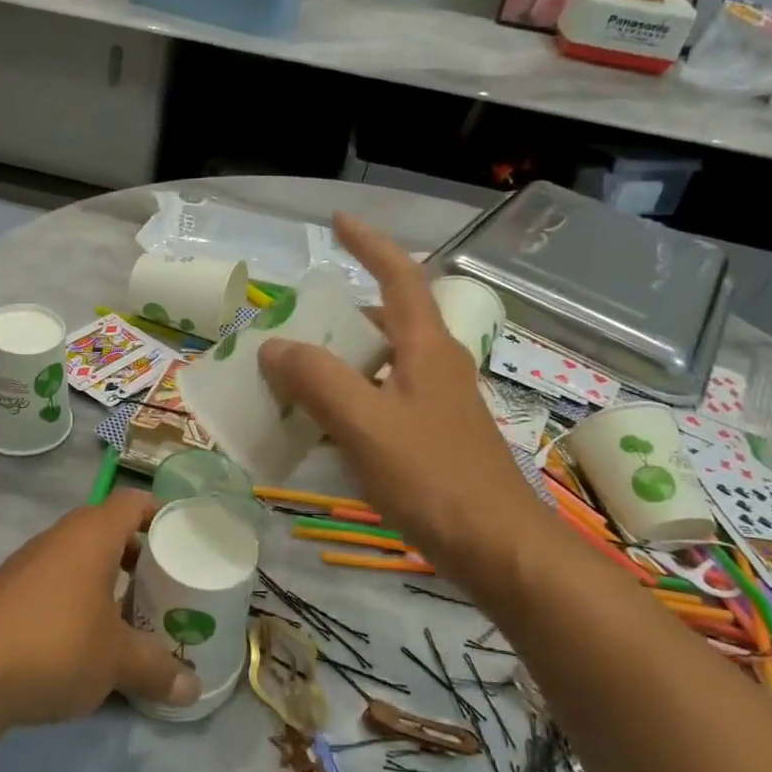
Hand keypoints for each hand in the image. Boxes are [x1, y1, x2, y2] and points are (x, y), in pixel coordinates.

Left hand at [0, 490, 199, 727]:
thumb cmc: (55, 644)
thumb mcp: (116, 660)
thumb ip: (157, 669)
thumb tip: (193, 690)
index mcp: (92, 534)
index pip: (133, 502)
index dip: (161, 513)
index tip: (185, 537)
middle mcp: (60, 538)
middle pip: (108, 531)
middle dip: (139, 556)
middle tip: (167, 586)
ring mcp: (30, 565)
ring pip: (81, 561)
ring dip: (108, 583)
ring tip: (134, 618)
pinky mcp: (9, 595)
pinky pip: (58, 586)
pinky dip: (79, 602)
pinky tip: (89, 642)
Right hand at [257, 213, 563, 601]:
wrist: (499, 549)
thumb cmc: (434, 478)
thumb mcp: (366, 425)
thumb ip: (317, 381)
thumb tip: (273, 347)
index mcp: (425, 348)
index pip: (400, 275)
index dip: (369, 243)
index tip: (336, 221)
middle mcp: (434, 366)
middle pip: (385, 320)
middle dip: (338, 316)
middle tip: (291, 326)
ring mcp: (435, 404)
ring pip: (380, 364)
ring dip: (338, 362)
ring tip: (292, 377)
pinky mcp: (431, 437)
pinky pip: (380, 401)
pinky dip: (347, 401)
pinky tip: (319, 429)